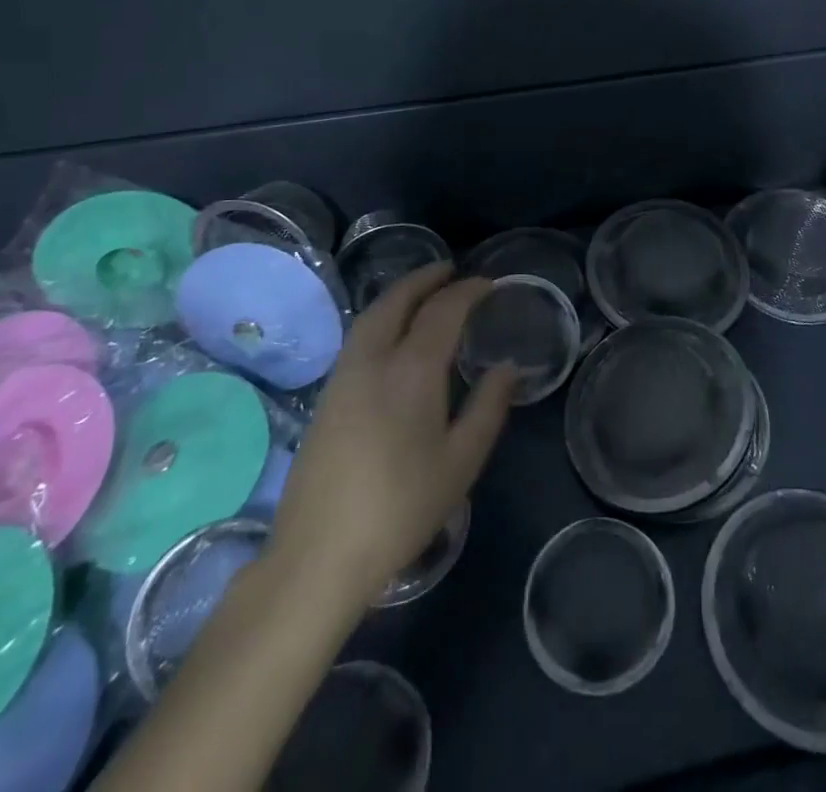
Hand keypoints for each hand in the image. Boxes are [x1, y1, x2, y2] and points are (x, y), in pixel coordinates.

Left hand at [265, 264, 516, 605]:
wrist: (318, 555)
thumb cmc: (400, 508)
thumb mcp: (460, 462)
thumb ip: (489, 407)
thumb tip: (508, 367)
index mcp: (412, 370)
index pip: (443, 310)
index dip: (468, 291)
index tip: (489, 284)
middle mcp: (373, 360)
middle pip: (398, 300)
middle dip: (426, 278)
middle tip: (451, 270)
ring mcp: (343, 376)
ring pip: (372, 315)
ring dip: (400, 295)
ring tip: (424, 294)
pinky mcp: (326, 396)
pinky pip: (359, 336)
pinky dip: (382, 317)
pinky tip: (393, 335)